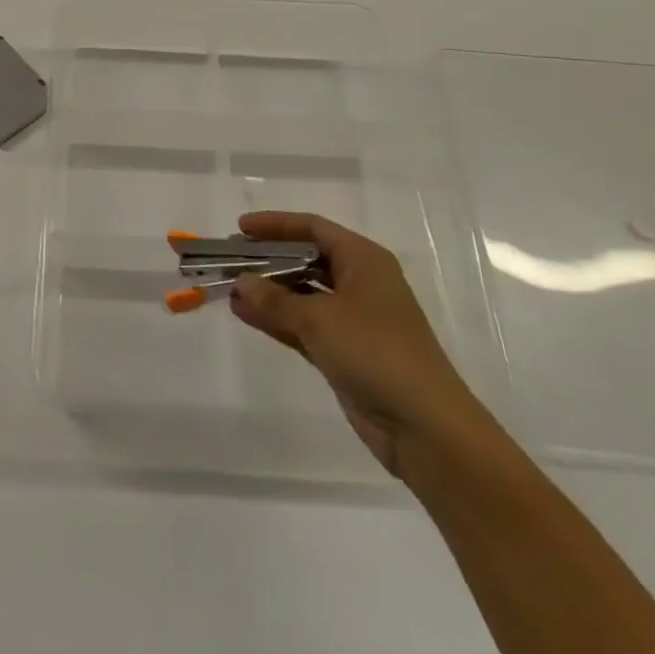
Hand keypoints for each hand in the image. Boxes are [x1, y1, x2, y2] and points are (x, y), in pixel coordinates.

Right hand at [229, 211, 499, 477]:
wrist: (425, 428)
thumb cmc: (376, 353)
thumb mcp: (320, 319)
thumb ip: (275, 300)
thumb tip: (241, 283)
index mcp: (363, 260)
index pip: (313, 229)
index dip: (276, 225)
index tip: (240, 230)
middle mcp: (359, 282)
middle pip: (306, 259)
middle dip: (268, 259)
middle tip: (229, 260)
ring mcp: (353, 319)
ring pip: (303, 294)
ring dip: (268, 292)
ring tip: (229, 289)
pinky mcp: (346, 352)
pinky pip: (304, 324)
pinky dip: (277, 319)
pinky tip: (246, 315)